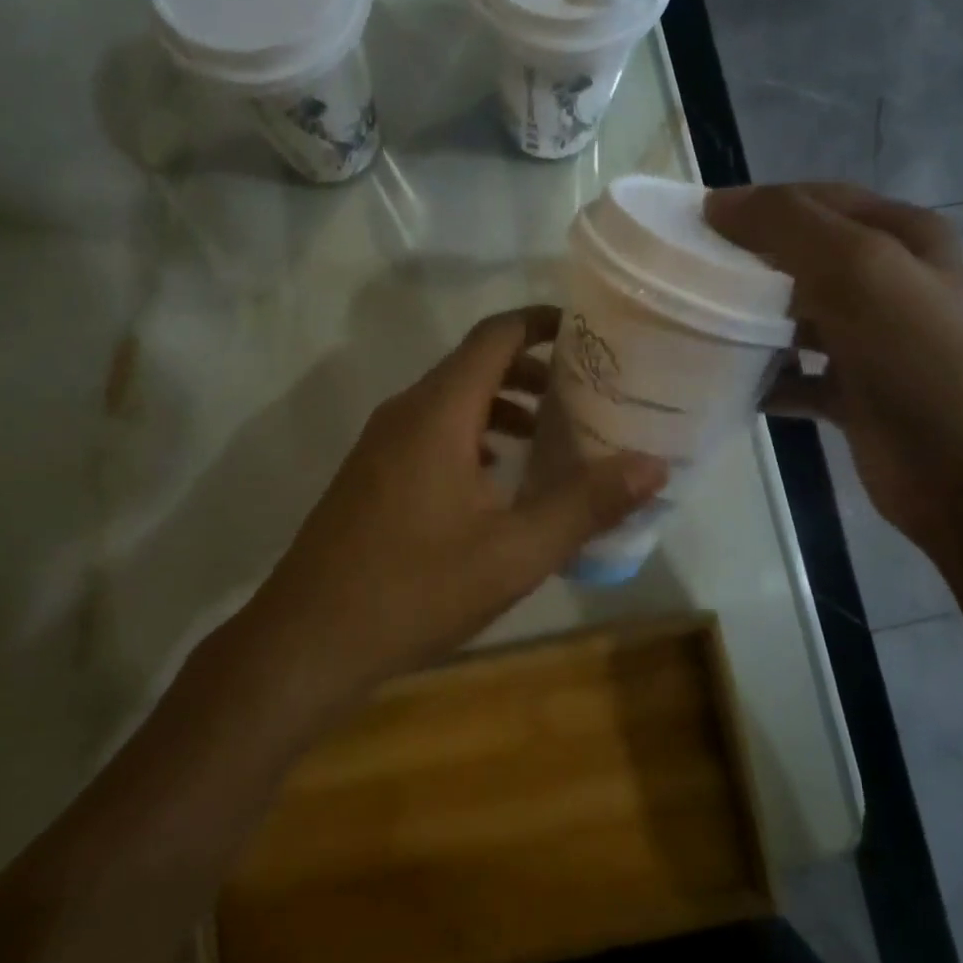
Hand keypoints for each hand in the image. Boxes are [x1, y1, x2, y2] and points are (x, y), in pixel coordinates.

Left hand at [248, 306, 667, 696]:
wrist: (308, 640)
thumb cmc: (416, 589)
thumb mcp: (515, 552)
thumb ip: (585, 504)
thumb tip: (653, 465)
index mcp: (439, 412)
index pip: (495, 336)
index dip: (542, 323)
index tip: (587, 333)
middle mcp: (405, 412)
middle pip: (474, 364)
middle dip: (531, 370)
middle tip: (583, 392)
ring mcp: (380, 443)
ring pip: (450, 400)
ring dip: (501, 406)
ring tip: (548, 435)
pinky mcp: (370, 474)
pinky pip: (429, 432)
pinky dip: (471, 435)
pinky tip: (494, 479)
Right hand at [705, 183, 962, 556]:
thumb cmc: (925, 364)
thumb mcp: (862, 273)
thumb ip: (791, 227)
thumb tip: (719, 203)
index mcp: (901, 238)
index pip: (815, 201)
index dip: (754, 206)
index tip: (690, 229)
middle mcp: (889, 284)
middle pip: (801, 259)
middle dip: (744, 266)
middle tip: (682, 281)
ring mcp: (873, 344)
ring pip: (795, 319)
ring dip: (748, 323)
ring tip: (693, 330)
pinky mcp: (855, 396)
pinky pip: (796, 376)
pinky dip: (763, 378)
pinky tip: (724, 387)